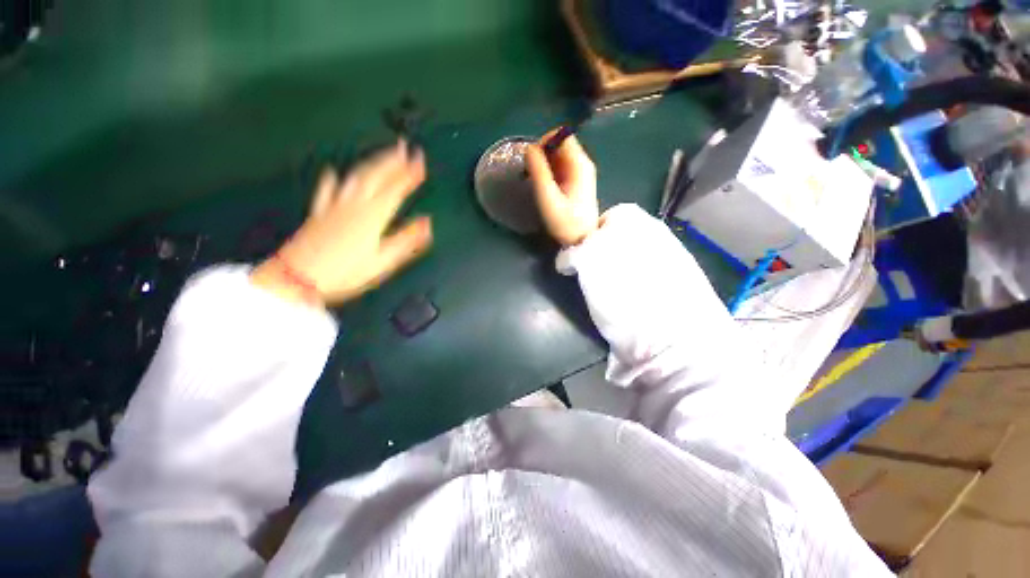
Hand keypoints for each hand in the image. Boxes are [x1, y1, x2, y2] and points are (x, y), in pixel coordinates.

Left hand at [252, 141, 432, 307]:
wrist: (298, 277)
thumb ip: (406, 240)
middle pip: (375, 176)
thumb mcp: (383, 261)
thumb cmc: (347, 272)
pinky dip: (332, 180)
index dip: (409, 174)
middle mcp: (354, 204)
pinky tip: (333, 172)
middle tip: (405, 145)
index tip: (421, 159)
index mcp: (372, 216)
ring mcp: (334, 206)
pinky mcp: (319, 212)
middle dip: (392, 160)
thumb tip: (427, 222)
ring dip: (371, 163)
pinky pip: (327, 190)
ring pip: (355, 177)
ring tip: (383, 154)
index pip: (395, 189)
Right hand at [525, 131, 599, 246]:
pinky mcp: (576, 181)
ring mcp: (580, 172)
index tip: (532, 161)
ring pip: (559, 155)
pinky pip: (560, 166)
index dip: (544, 142)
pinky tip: (544, 186)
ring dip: (544, 163)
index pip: (561, 135)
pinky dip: (549, 171)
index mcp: (579, 164)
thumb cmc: (565, 223)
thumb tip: (529, 148)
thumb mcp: (548, 198)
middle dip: (542, 153)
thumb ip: (539, 172)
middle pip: (559, 144)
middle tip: (531, 173)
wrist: (582, 241)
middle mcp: (582, 163)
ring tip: (536, 181)